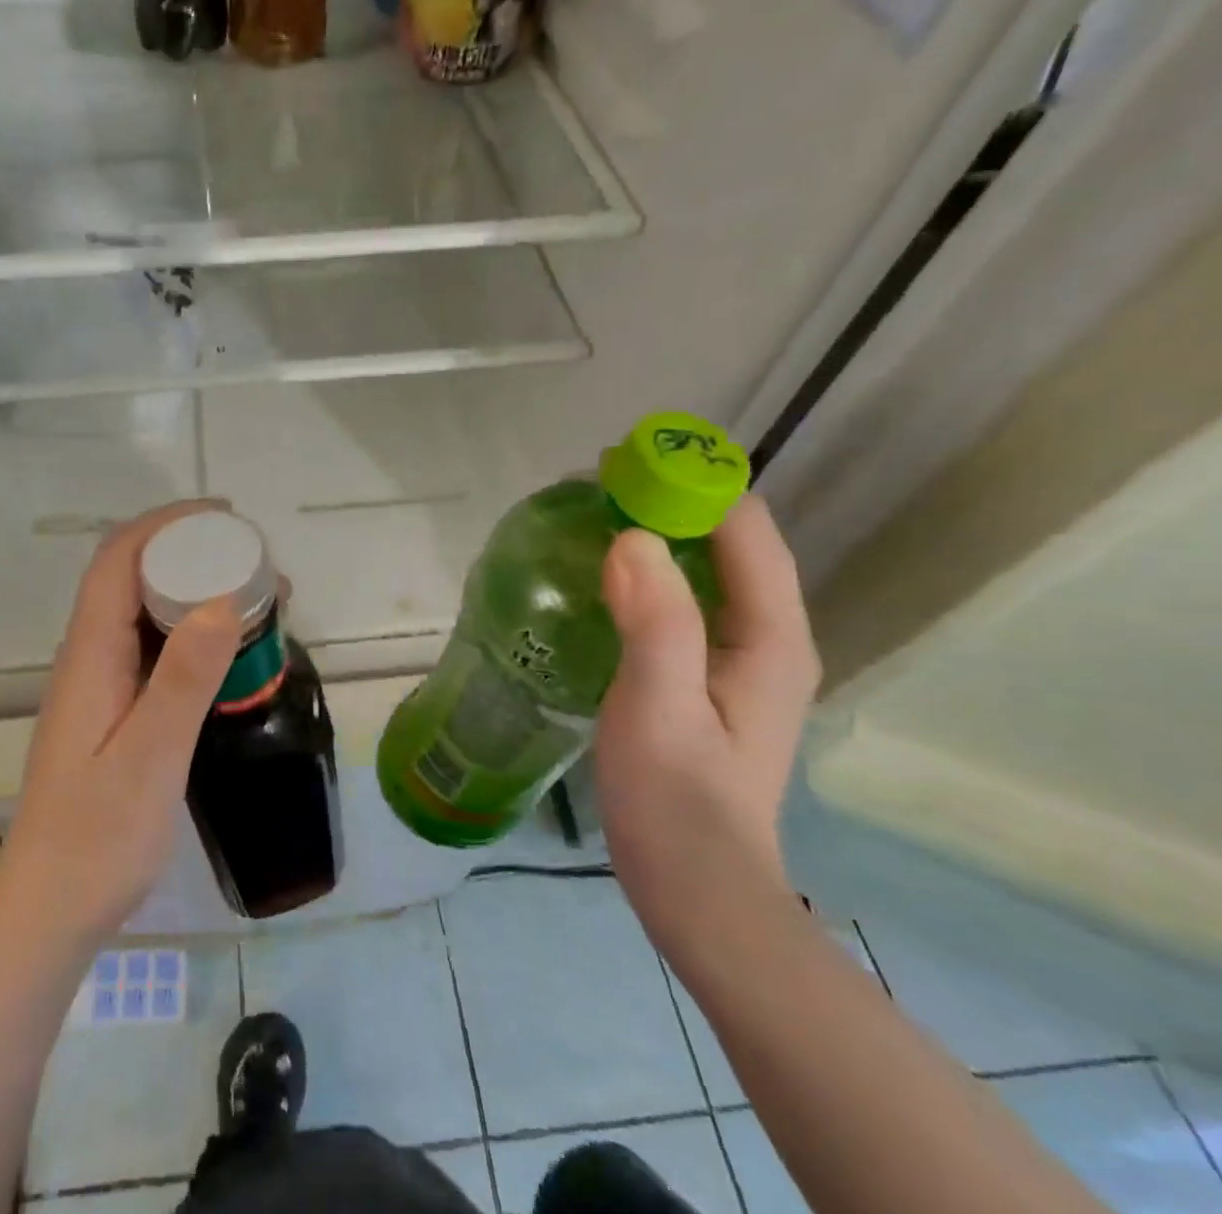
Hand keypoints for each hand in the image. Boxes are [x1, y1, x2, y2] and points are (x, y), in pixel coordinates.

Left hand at [0, 502, 241, 944]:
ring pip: (146, 611)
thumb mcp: (150, 757)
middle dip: (193, 552)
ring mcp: (101, 683)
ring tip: (259, 599)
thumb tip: (221, 600)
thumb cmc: (97, 838)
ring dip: (196, 590)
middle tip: (259, 564)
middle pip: (133, 576)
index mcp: (90, 654)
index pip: (119, 559)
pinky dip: (194, 631)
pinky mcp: (115, 709)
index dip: (168, 524)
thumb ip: (183, 679)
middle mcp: (90, 656)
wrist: (52, 910)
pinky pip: (154, 648)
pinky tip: (232, 652)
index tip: (226, 518)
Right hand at [594, 495, 821, 949]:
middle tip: (589, 491)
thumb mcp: (659, 707)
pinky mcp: (708, 675)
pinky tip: (600, 579)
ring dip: (655, 534)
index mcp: (770, 636)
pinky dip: (646, 573)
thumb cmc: (677, 802)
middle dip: (667, 503)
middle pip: (727, 541)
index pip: (744, 528)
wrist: (697, 892)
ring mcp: (739, 657)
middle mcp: (767, 635)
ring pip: (704, 569)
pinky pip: (683, 600)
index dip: (688, 485)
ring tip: (587, 520)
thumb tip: (632, 535)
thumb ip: (655, 620)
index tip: (618, 466)